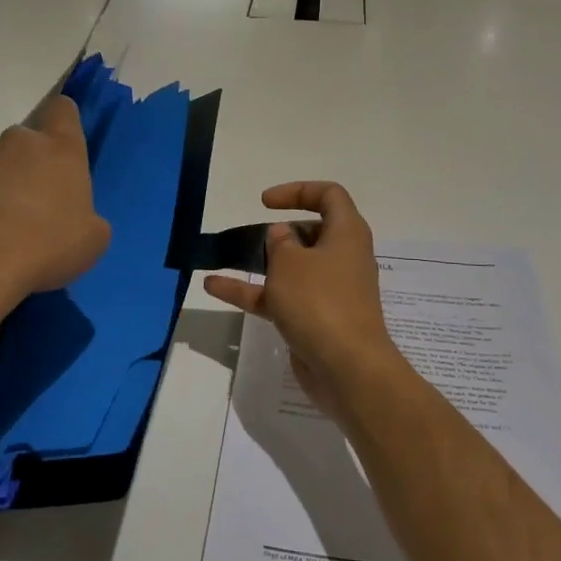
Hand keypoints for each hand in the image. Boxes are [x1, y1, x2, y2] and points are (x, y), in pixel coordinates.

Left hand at [0, 94, 110, 315]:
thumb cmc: (46, 247)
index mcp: (60, 150)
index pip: (62, 110)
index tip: (62, 146)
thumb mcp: (92, 241)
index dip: (63, 123)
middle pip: (24, 141)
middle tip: (32, 206)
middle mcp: (17, 143)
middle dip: (27, 165)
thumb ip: (86, 218)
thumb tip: (74, 219)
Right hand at [203, 182, 401, 419]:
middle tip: (255, 239)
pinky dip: (252, 291)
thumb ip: (279, 242)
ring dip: (260, 263)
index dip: (298, 191)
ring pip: (293, 268)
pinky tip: (214, 287)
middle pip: (311, 232)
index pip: (329, 195)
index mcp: (347, 233)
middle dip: (280, 233)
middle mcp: (342, 257)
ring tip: (226, 259)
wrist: (346, 368)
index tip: (265, 202)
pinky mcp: (315, 319)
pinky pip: (281, 297)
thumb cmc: (320, 301)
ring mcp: (330, 291)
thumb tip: (282, 236)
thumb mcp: (290, 262)